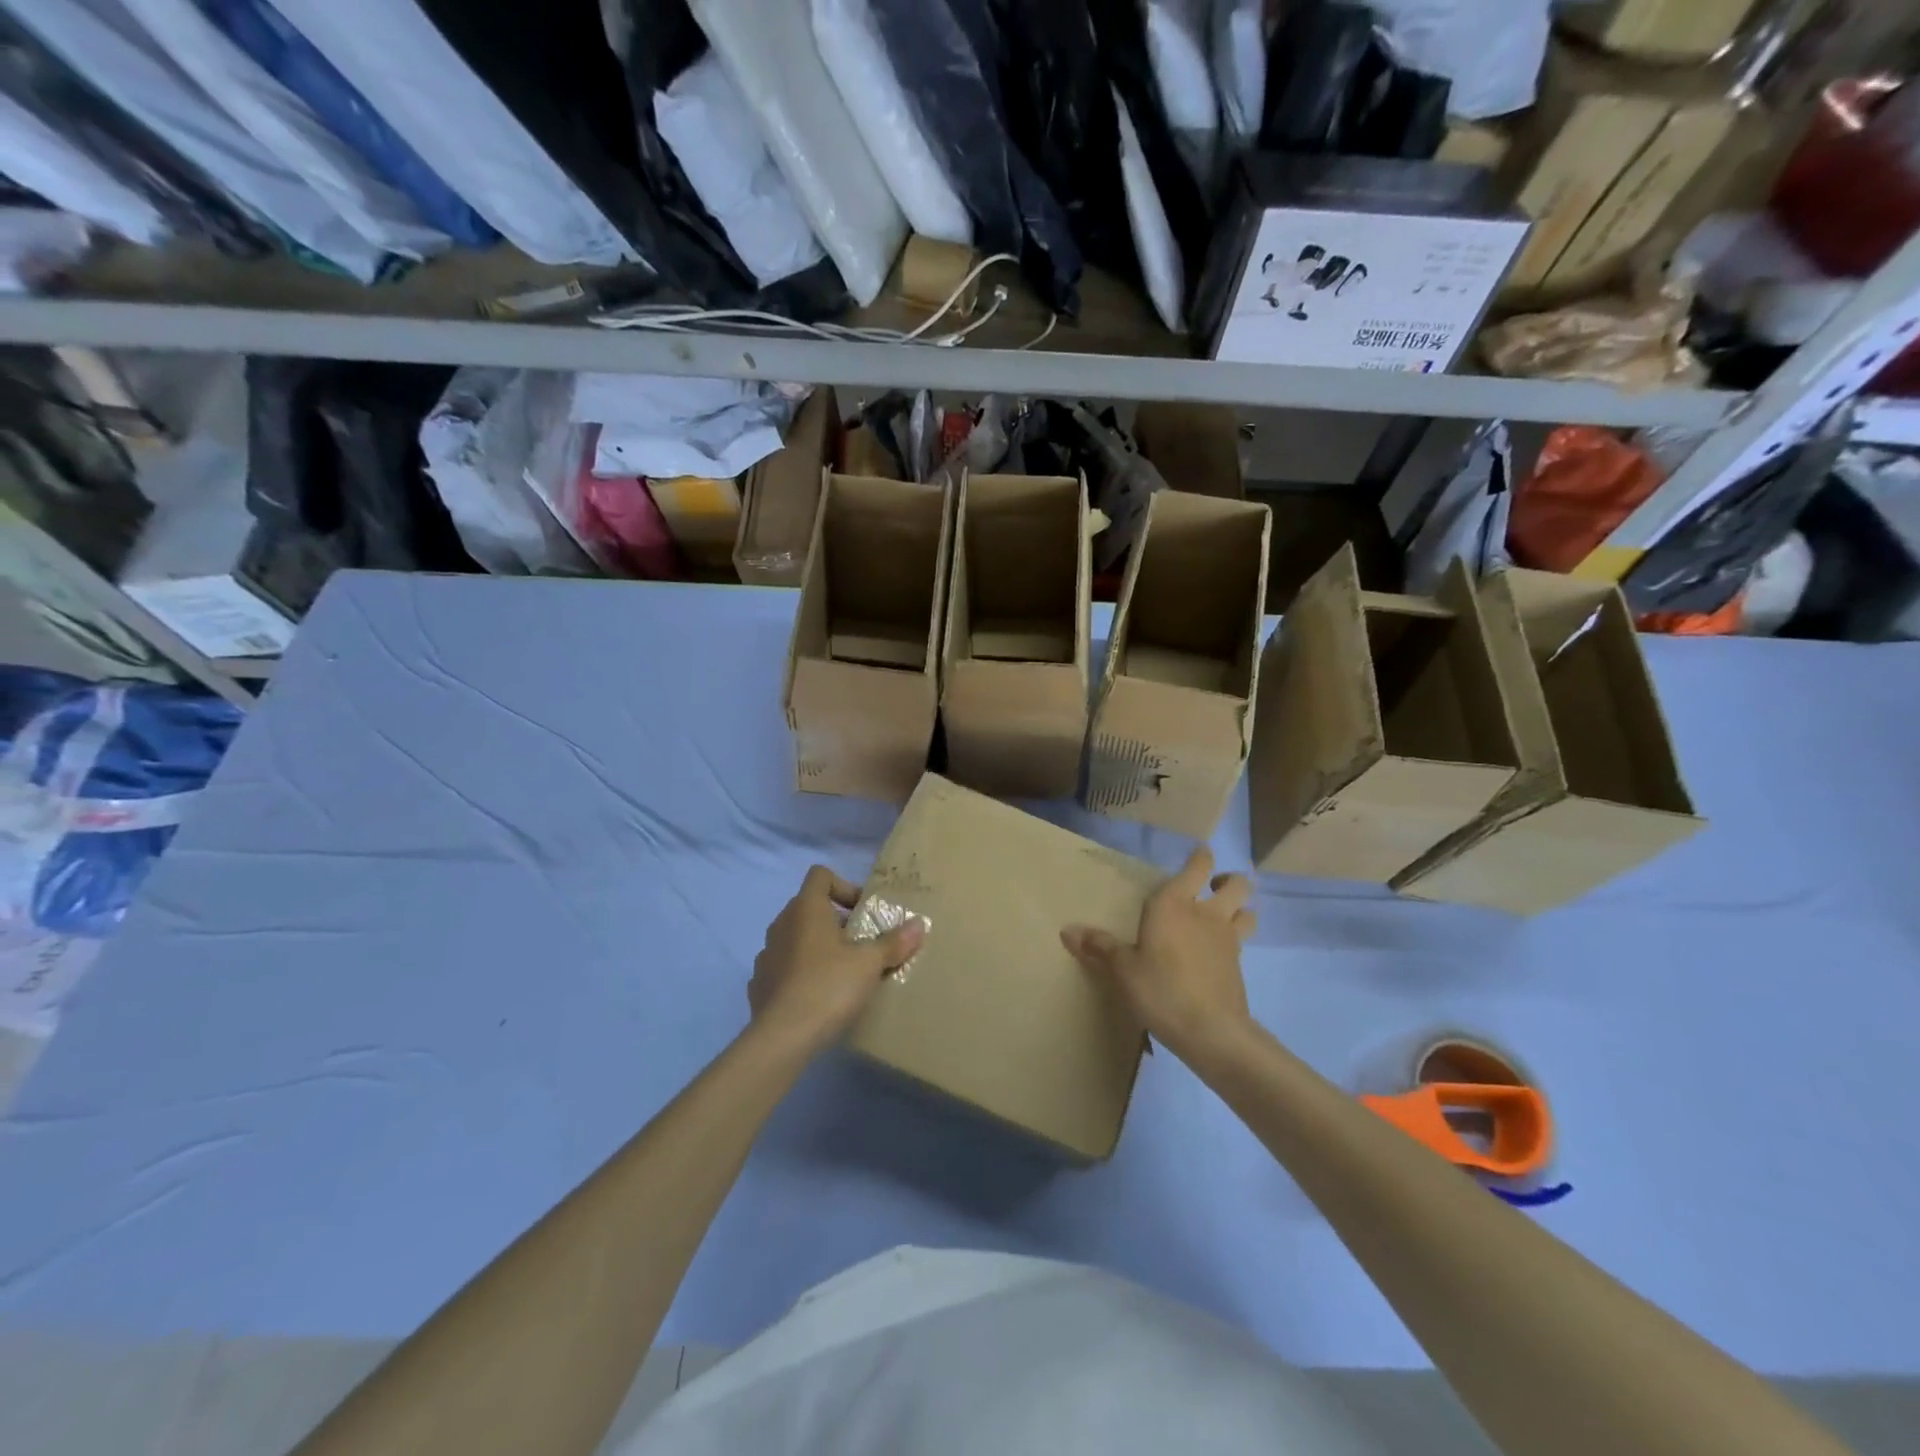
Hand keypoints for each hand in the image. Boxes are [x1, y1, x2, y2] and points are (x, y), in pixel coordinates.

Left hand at [749, 866, 925, 1053]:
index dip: (844, 887)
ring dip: (817, 947)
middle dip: (836, 921)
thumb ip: (894, 942)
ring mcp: (766, 954)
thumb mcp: (870, 963)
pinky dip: (800, 973)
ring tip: (841, 973)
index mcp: (806, 908)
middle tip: (861, 945)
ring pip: (796, 938)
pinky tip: (817, 996)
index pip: (820, 875)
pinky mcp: (759, 984)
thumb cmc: (829, 986)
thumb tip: (919, 924)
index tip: (862, 913)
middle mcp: (782, 924)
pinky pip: (784, 967)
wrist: (783, 1037)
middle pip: (810, 907)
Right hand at [1061, 846, 1254, 1066]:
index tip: (1196, 854)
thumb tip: (1066, 930)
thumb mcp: (1122, 969)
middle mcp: (1206, 913)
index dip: (1200, 856)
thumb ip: (1099, 946)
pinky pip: (1242, 940)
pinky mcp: (1238, 964)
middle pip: (1236, 883)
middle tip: (1210, 887)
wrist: (1211, 1031)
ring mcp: (1227, 938)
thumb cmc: (1160, 989)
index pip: (1197, 866)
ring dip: (1239, 907)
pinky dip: (1235, 938)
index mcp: (1174, 903)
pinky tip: (1217, 951)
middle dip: (1227, 879)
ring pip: (1247, 909)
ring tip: (1222, 915)